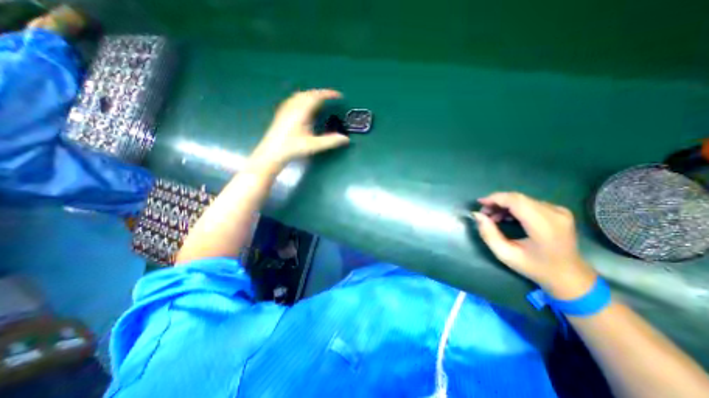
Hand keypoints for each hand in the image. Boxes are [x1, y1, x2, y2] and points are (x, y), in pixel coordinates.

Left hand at [256, 88, 352, 163]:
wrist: (272, 153)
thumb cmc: (292, 148)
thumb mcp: (313, 145)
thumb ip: (330, 141)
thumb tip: (345, 139)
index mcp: (301, 111)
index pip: (316, 96)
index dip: (328, 94)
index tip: (338, 95)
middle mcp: (293, 107)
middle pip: (308, 94)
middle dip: (320, 94)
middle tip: (330, 98)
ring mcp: (286, 109)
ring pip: (300, 96)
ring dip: (311, 95)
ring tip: (319, 101)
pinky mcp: (282, 114)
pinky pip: (294, 100)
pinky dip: (303, 99)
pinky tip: (304, 108)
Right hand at [475, 191, 597, 297]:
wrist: (569, 276)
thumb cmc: (535, 268)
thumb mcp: (506, 254)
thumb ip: (489, 234)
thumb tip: (477, 215)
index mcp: (544, 226)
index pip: (515, 201)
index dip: (495, 198)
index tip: (479, 203)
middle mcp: (554, 214)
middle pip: (518, 198)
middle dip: (497, 202)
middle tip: (484, 214)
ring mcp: (559, 211)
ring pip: (522, 199)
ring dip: (504, 205)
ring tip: (493, 218)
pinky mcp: (558, 211)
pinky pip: (529, 203)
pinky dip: (514, 207)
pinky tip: (507, 218)